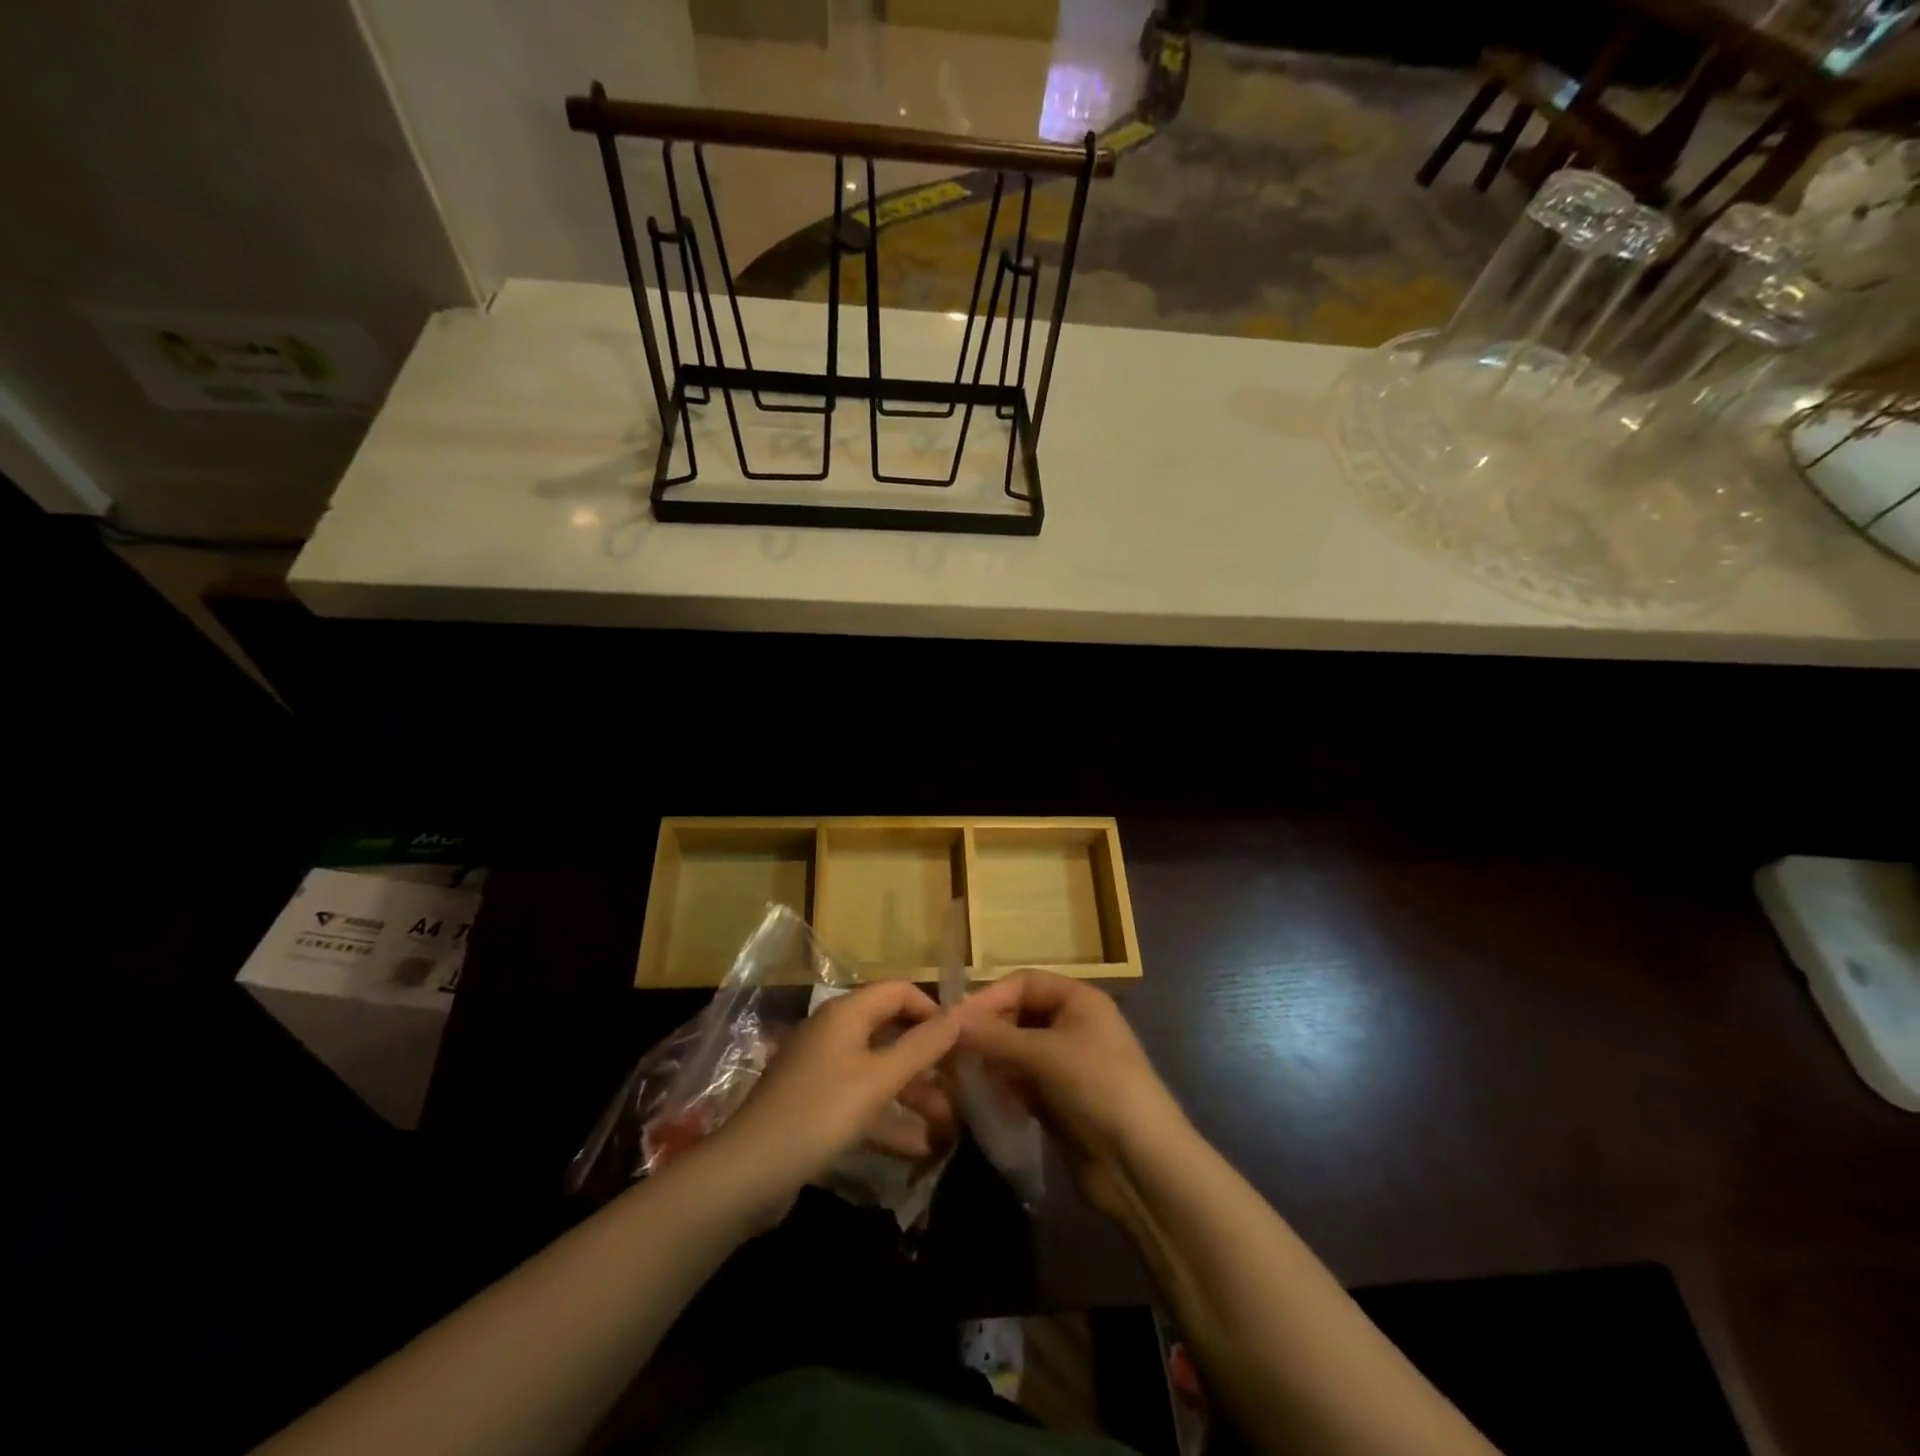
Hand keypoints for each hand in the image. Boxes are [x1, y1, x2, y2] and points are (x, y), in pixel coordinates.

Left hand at [715, 981, 959, 1210]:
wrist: (746, 1173)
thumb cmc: (818, 1113)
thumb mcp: (878, 1080)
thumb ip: (921, 1047)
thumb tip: (960, 1015)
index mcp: (846, 1013)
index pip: (899, 991)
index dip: (932, 1010)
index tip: (961, 1041)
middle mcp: (834, 1033)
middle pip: (891, 1032)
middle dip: (927, 1060)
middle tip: (961, 1085)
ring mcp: (823, 1070)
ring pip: (879, 1072)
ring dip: (913, 1095)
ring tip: (948, 1126)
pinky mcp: (816, 1106)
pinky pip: (861, 1102)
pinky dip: (888, 1120)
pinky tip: (918, 1148)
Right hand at [957, 971, 1186, 1218]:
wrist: (1142, 1165)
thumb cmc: (1097, 1088)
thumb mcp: (1044, 1055)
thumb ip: (995, 1037)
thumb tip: (950, 1022)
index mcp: (1078, 999)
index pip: (1024, 983)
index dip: (990, 997)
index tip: (954, 1022)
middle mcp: (1073, 1025)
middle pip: (1019, 1015)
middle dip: (987, 1031)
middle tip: (950, 1052)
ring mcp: (1067, 1064)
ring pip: (1017, 1051)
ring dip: (990, 1060)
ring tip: (957, 1074)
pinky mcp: (1060, 1100)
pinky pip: (1021, 1082)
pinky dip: (1001, 1086)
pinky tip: (978, 1097)